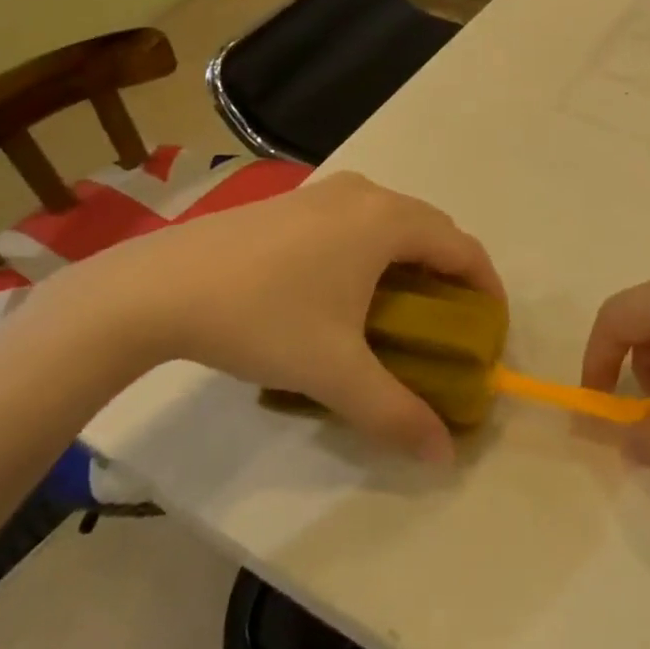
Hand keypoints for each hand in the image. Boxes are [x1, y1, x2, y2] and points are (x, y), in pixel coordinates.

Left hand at [29, 172, 503, 462]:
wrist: (158, 287)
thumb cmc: (262, 319)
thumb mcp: (334, 371)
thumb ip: (396, 413)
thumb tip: (445, 456)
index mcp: (388, 221)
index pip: (464, 249)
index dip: (487, 289)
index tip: (490, 329)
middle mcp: (367, 194)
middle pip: (434, 229)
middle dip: (452, 274)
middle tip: (450, 325)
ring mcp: (327, 192)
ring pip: (394, 220)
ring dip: (413, 258)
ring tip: (405, 308)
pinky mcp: (295, 200)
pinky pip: (359, 218)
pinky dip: (377, 248)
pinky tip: (349, 288)